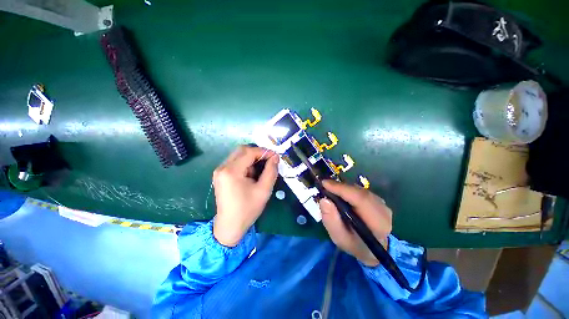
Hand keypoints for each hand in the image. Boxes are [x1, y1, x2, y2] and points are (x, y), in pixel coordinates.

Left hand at [213, 146, 278, 246]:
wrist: (230, 226)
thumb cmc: (248, 209)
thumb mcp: (264, 190)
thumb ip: (271, 171)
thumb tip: (275, 157)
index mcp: (231, 171)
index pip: (249, 152)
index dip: (264, 152)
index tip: (275, 157)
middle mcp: (222, 167)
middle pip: (242, 150)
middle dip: (257, 153)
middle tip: (269, 161)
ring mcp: (219, 171)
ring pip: (238, 155)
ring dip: (251, 159)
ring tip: (260, 171)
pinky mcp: (220, 175)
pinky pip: (235, 162)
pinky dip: (245, 164)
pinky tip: (251, 175)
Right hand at [319, 180, 391, 266]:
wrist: (371, 248)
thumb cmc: (354, 244)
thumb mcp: (339, 238)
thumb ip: (331, 220)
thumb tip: (324, 200)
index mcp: (378, 223)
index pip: (360, 199)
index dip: (342, 189)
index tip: (325, 184)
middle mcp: (383, 210)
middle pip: (359, 192)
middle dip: (340, 187)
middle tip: (324, 185)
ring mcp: (382, 203)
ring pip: (359, 189)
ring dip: (343, 187)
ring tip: (330, 189)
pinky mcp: (378, 200)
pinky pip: (360, 190)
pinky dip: (348, 189)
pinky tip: (340, 193)